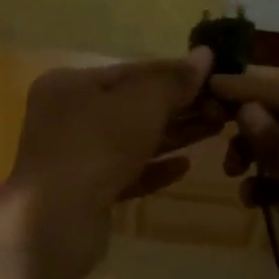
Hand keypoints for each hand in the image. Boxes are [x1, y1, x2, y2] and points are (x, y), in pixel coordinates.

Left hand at [8, 48, 220, 278]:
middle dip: (177, 106)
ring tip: (216, 129)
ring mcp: (74, 157)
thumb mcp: (139, 104)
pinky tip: (186, 166)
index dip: (174, 73)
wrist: (55, 223)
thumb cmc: (95, 147)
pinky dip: (154, 168)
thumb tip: (205, 55)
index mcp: (69, 84)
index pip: (130, 71)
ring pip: (131, 140)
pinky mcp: (85, 193)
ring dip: (172, 135)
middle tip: (224, 107)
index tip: (215, 77)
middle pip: (131, 105)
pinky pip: (126, 173)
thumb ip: (172, 80)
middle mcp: (66, 116)